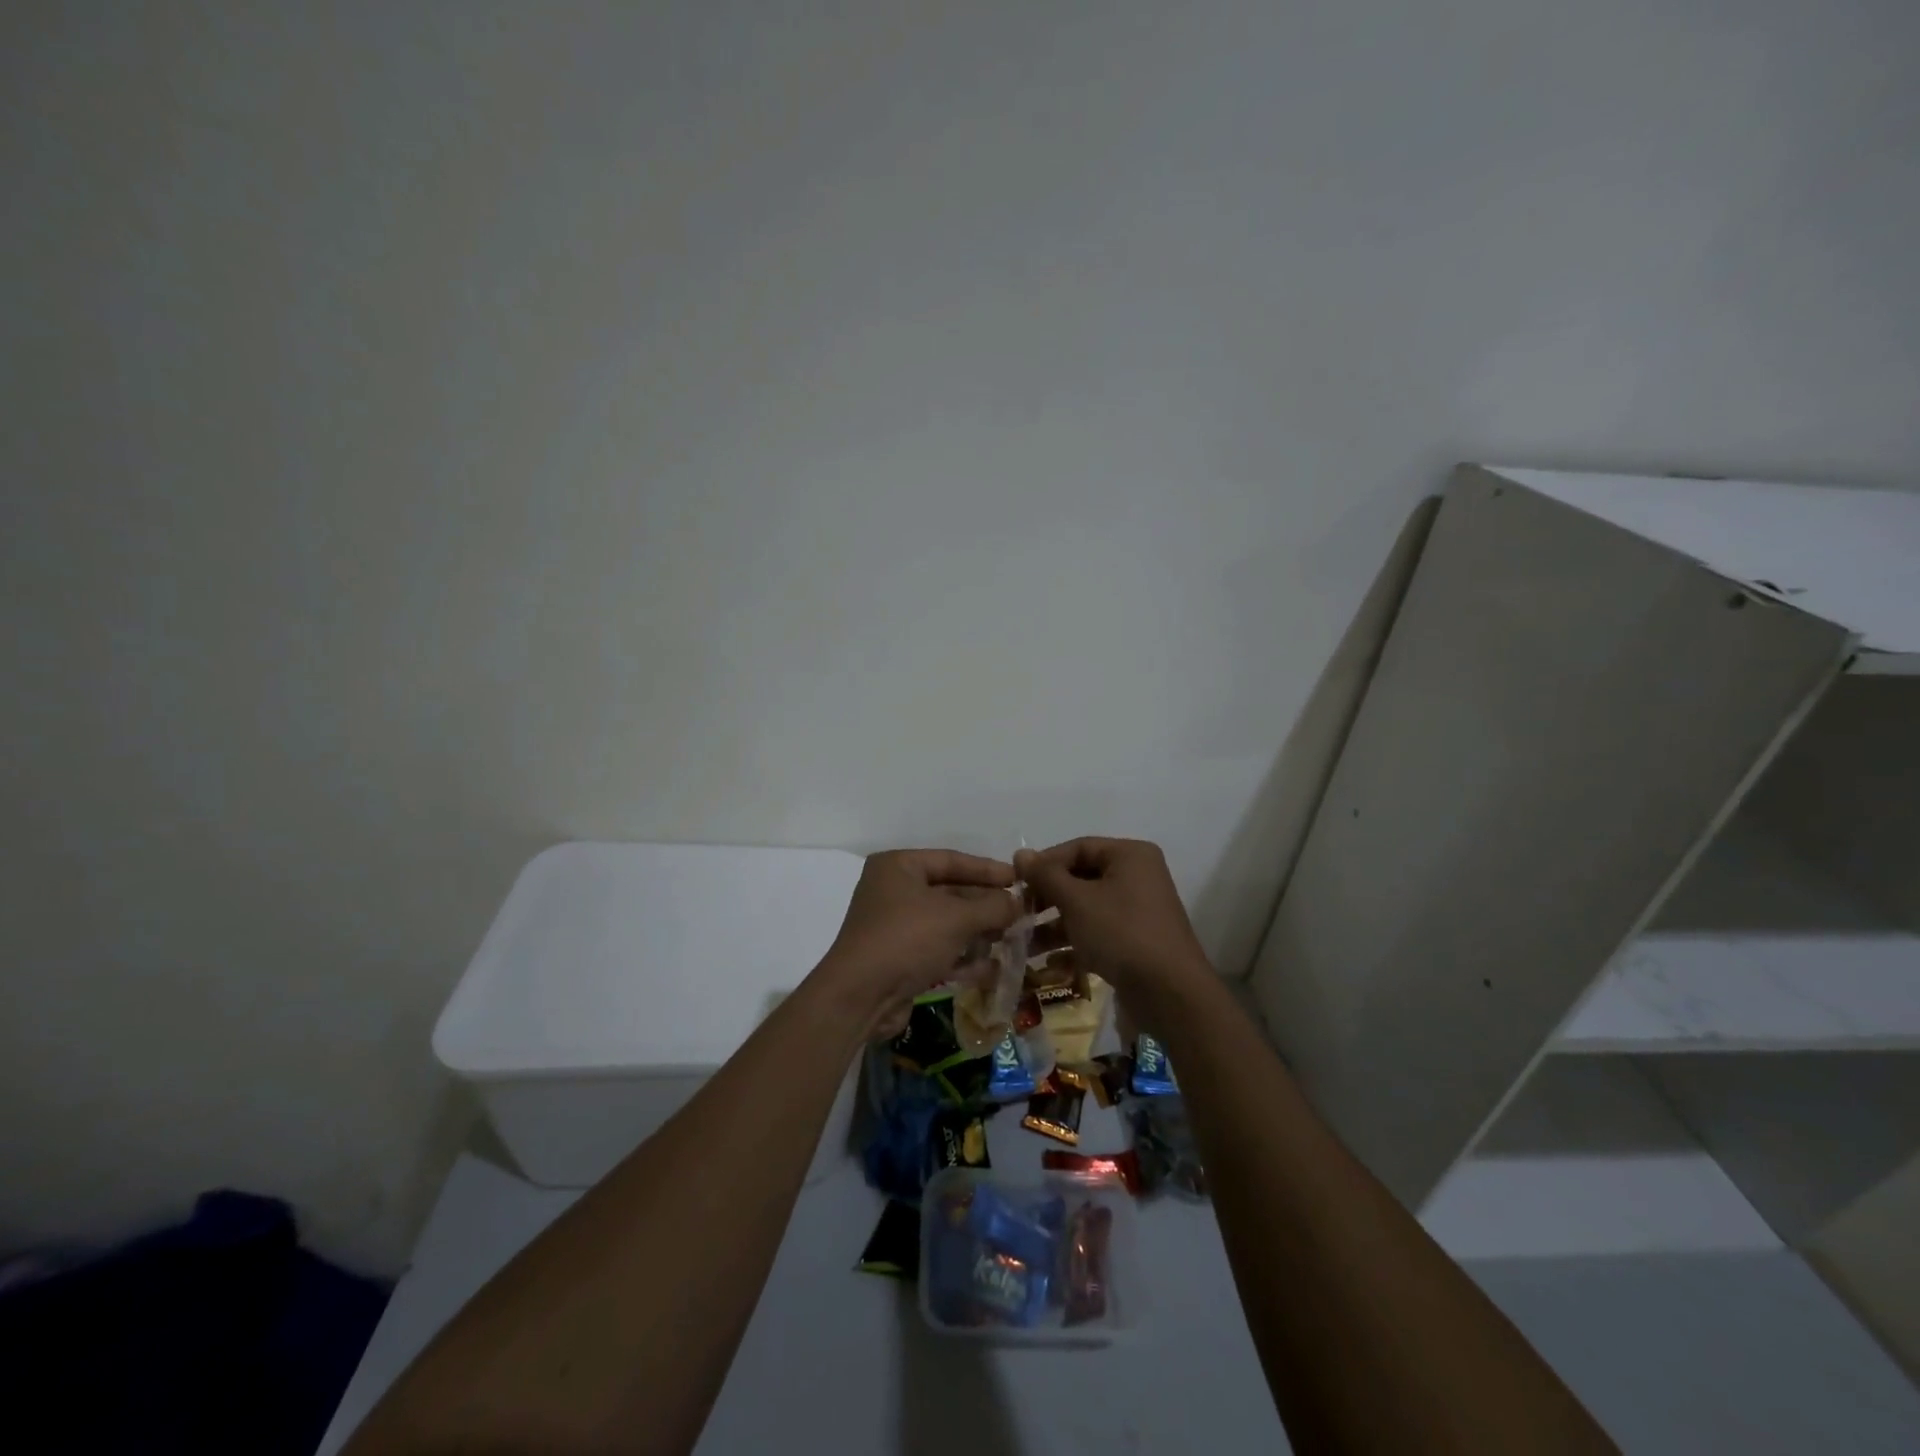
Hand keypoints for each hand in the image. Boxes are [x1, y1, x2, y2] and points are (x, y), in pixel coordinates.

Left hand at [815, 849, 1018, 1036]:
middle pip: (950, 892)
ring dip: (978, 933)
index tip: (1019, 878)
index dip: (987, 869)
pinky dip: (963, 957)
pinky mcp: (899, 959)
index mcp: (899, 867)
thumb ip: (992, 906)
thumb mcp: (956, 917)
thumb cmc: (907, 939)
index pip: (951, 860)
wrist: (860, 997)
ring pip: (947, 924)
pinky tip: (992, 968)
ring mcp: (895, 927)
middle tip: (1021, 913)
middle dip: (985, 906)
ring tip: (1013, 940)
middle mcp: (894, 891)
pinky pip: (938, 951)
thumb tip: (1019, 903)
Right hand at [1015, 838, 1212, 1015]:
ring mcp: (1139, 909)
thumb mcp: (1077, 900)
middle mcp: (1138, 876)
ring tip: (1025, 942)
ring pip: (1088, 907)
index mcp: (1129, 855)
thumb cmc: (1121, 933)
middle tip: (1019, 912)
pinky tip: (1050, 962)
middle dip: (1048, 897)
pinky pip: (1099, 930)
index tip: (1016, 882)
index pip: (1078, 847)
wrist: (1170, 993)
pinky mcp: (1137, 939)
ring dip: (1056, 923)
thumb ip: (1046, 875)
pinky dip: (1075, 941)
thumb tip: (1020, 853)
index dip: (1044, 863)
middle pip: (1082, 877)